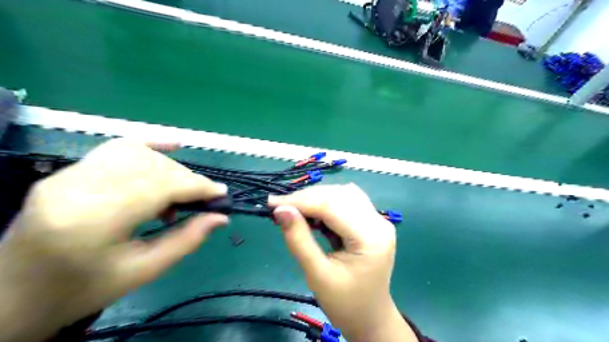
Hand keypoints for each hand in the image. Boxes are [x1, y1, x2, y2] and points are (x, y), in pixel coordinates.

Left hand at [0, 139, 228, 341]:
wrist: (14, 294)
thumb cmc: (84, 289)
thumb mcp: (143, 271)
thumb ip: (186, 240)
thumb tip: (221, 217)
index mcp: (92, 221)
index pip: (158, 186)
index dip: (196, 186)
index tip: (221, 193)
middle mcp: (76, 187)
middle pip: (150, 167)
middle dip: (186, 178)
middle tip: (204, 197)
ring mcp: (67, 175)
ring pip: (137, 153)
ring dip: (170, 168)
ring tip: (180, 191)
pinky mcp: (67, 172)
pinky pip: (115, 147)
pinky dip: (148, 144)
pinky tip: (172, 145)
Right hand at [268, 185, 416, 341]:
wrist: (369, 318)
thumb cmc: (345, 304)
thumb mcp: (317, 276)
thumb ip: (298, 240)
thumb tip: (280, 210)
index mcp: (371, 238)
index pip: (332, 206)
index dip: (301, 201)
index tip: (273, 203)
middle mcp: (378, 222)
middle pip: (339, 195)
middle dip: (307, 198)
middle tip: (280, 207)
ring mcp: (377, 220)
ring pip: (342, 194)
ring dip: (316, 198)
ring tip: (293, 210)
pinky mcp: (371, 222)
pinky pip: (346, 202)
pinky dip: (325, 203)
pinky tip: (311, 214)